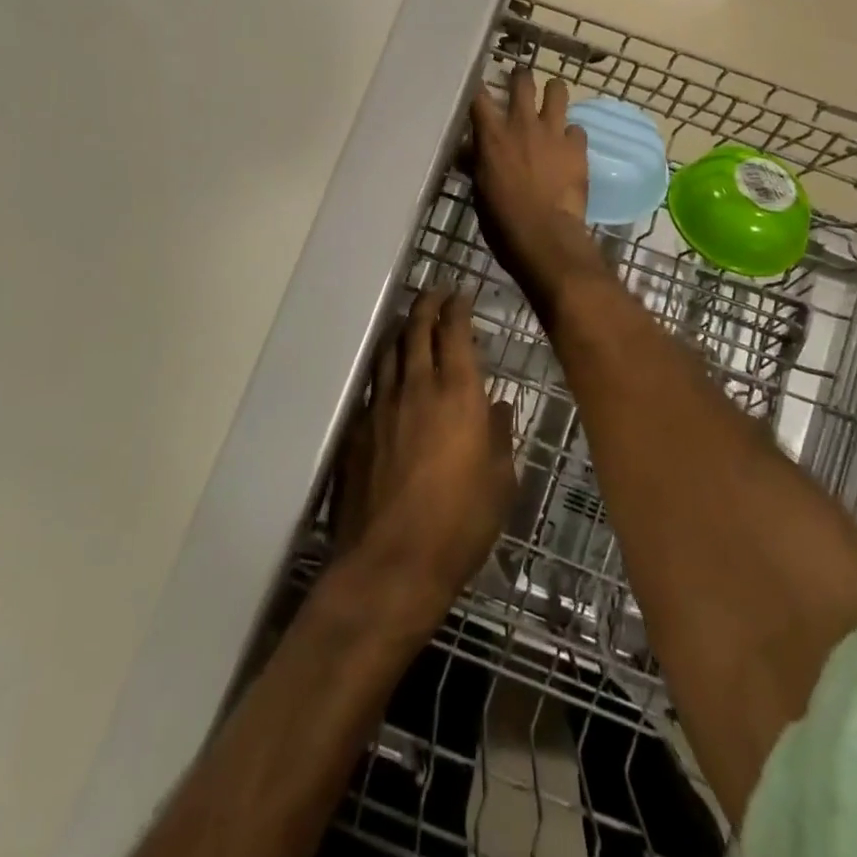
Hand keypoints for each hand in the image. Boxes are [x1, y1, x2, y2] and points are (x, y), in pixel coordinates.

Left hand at [333, 290, 517, 619]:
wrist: (391, 562)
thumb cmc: (461, 523)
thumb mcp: (500, 482)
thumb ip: (499, 435)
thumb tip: (496, 405)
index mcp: (458, 393)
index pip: (455, 332)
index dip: (457, 308)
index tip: (461, 294)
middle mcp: (417, 387)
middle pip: (417, 330)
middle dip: (426, 305)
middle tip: (434, 293)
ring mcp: (381, 406)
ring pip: (389, 352)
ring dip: (402, 331)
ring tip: (410, 322)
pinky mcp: (357, 429)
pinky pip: (373, 385)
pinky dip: (385, 369)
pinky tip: (388, 376)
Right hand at [468, 71, 604, 303]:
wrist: (544, 235)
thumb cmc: (502, 219)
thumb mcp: (480, 190)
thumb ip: (476, 163)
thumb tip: (467, 153)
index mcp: (492, 135)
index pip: (479, 96)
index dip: (479, 87)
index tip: (479, 85)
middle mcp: (522, 124)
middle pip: (523, 80)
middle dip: (521, 77)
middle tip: (520, 80)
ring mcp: (553, 132)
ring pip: (558, 91)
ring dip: (554, 92)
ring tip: (552, 98)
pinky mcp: (577, 147)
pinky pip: (577, 128)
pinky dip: (571, 134)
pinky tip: (569, 146)